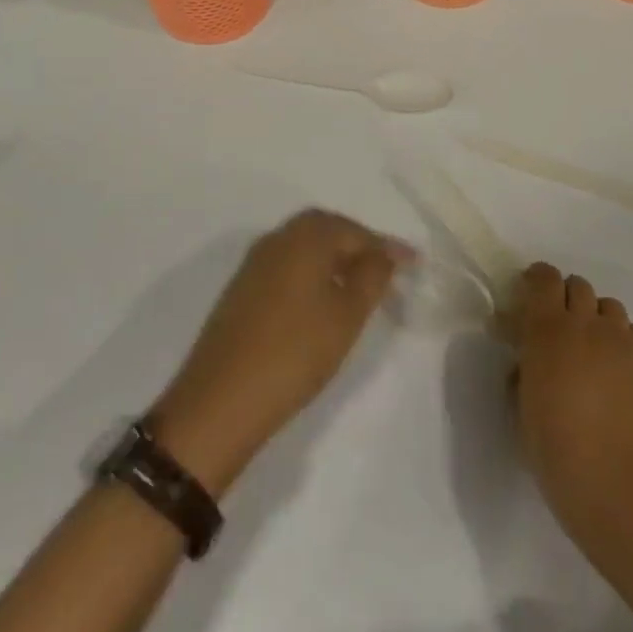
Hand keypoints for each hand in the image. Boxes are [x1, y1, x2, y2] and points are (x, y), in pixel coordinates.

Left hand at [152, 210, 409, 494]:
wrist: (219, 403)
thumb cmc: (294, 353)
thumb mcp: (347, 315)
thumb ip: (372, 276)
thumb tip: (384, 253)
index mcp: (306, 237)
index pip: (356, 231)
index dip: (387, 247)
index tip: (414, 263)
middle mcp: (277, 239)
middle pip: (326, 228)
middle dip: (358, 243)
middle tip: (384, 268)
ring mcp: (254, 264)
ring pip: (303, 246)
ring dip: (333, 257)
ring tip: (357, 285)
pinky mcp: (240, 290)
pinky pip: (286, 265)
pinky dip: (310, 272)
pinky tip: (321, 300)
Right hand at [507, 261, 632, 535]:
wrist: (624, 486)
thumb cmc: (560, 455)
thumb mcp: (523, 414)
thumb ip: (523, 375)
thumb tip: (527, 362)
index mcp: (547, 331)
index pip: (543, 279)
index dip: (536, 280)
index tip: (528, 296)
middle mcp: (586, 323)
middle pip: (578, 286)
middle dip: (565, 299)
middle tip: (558, 329)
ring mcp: (622, 339)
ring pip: (608, 306)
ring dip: (595, 318)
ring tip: (591, 350)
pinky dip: (622, 340)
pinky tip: (618, 370)